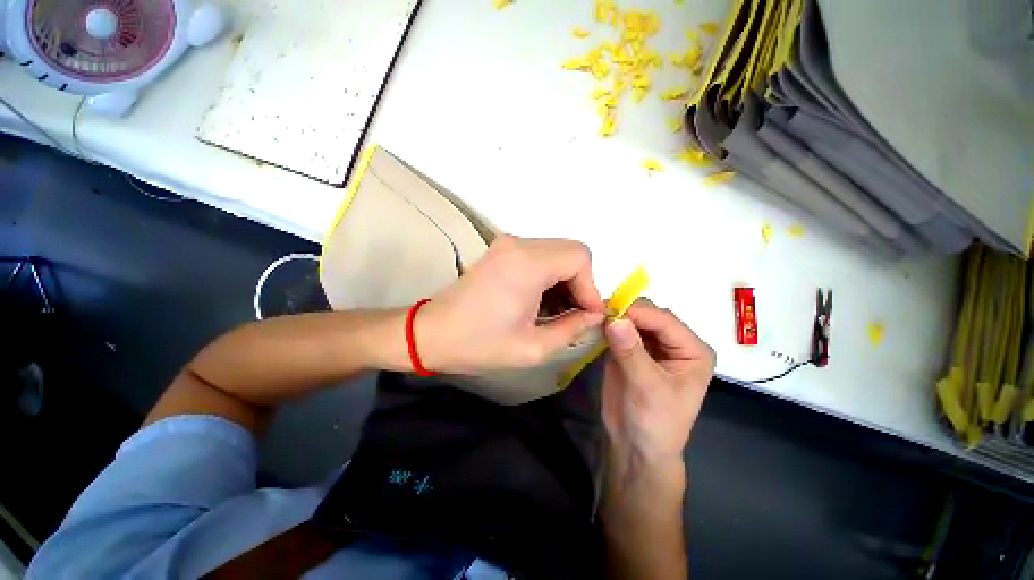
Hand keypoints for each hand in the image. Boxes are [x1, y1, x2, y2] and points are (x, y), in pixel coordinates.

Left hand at [417, 235, 605, 373]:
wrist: (432, 333)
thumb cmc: (479, 344)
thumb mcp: (532, 347)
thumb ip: (572, 329)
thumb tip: (594, 315)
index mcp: (527, 264)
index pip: (580, 258)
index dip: (590, 287)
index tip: (588, 315)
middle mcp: (519, 244)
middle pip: (571, 251)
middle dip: (580, 283)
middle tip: (575, 314)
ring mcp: (507, 244)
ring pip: (556, 252)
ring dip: (564, 280)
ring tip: (557, 311)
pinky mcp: (500, 250)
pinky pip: (539, 256)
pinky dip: (548, 276)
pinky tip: (540, 301)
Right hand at [602, 299, 714, 490]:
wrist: (635, 448)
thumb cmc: (654, 423)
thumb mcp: (647, 387)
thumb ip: (631, 351)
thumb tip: (614, 318)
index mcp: (692, 350)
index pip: (664, 320)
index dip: (637, 313)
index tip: (609, 311)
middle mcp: (673, 342)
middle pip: (648, 315)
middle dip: (625, 313)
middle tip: (599, 314)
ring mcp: (650, 345)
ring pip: (632, 320)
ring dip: (614, 318)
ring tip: (594, 317)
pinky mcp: (631, 350)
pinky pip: (619, 330)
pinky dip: (608, 327)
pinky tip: (595, 326)